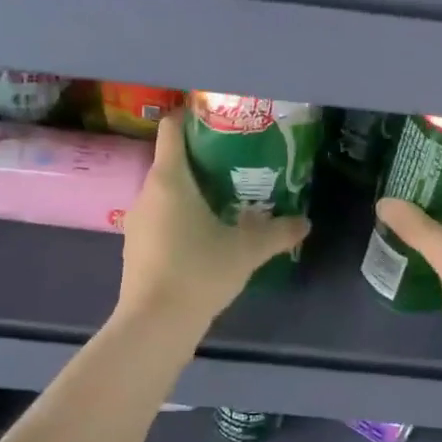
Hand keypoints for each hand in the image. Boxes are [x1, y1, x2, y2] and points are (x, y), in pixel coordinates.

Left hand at [116, 111, 309, 331]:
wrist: (154, 324)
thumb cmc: (198, 272)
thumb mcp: (246, 251)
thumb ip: (278, 232)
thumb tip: (305, 222)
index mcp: (169, 180)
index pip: (171, 129)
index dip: (190, 117)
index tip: (218, 119)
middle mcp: (147, 192)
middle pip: (171, 161)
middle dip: (202, 159)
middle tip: (237, 163)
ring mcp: (137, 221)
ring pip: (166, 192)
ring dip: (192, 191)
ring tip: (226, 198)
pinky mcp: (136, 246)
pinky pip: (160, 217)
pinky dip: (180, 216)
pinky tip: (204, 235)